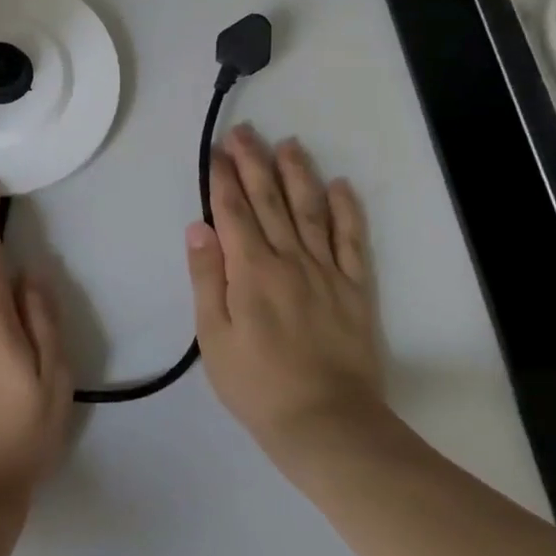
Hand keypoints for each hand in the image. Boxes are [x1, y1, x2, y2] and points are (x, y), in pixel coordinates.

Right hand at [185, 125, 383, 463]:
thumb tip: (199, 227)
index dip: (223, 178)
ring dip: (298, 174)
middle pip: (269, 200)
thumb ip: (207, 278)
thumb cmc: (257, 385)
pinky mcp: (355, 288)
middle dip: (255, 163)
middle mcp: (290, 260)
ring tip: (289, 144)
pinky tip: (340, 185)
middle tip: (245, 132)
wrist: (326, 424)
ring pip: (311, 210)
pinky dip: (347, 210)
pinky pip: (352, 241)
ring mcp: (327, 271)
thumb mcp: (214, 337)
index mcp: (251, 271)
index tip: (217, 151)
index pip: (233, 211)